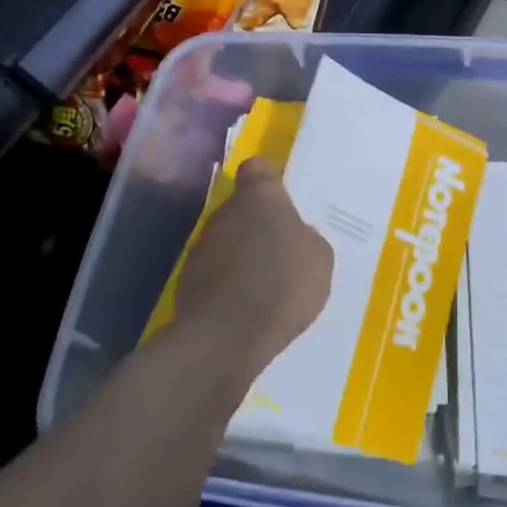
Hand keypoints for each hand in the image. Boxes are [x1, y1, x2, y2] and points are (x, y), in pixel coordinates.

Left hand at [172, 158, 332, 376]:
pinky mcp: (187, 278)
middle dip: (256, 225)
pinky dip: (226, 282)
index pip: (257, 169)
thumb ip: (306, 238)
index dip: (267, 181)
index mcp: (261, 198)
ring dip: (240, 254)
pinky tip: (243, 306)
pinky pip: (214, 271)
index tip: (279, 199)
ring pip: (225, 240)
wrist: (227, 336)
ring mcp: (202, 245)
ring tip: (261, 284)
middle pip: (241, 208)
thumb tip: (295, 235)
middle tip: (278, 251)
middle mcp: (226, 212)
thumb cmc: (283, 284)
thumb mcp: (319, 259)